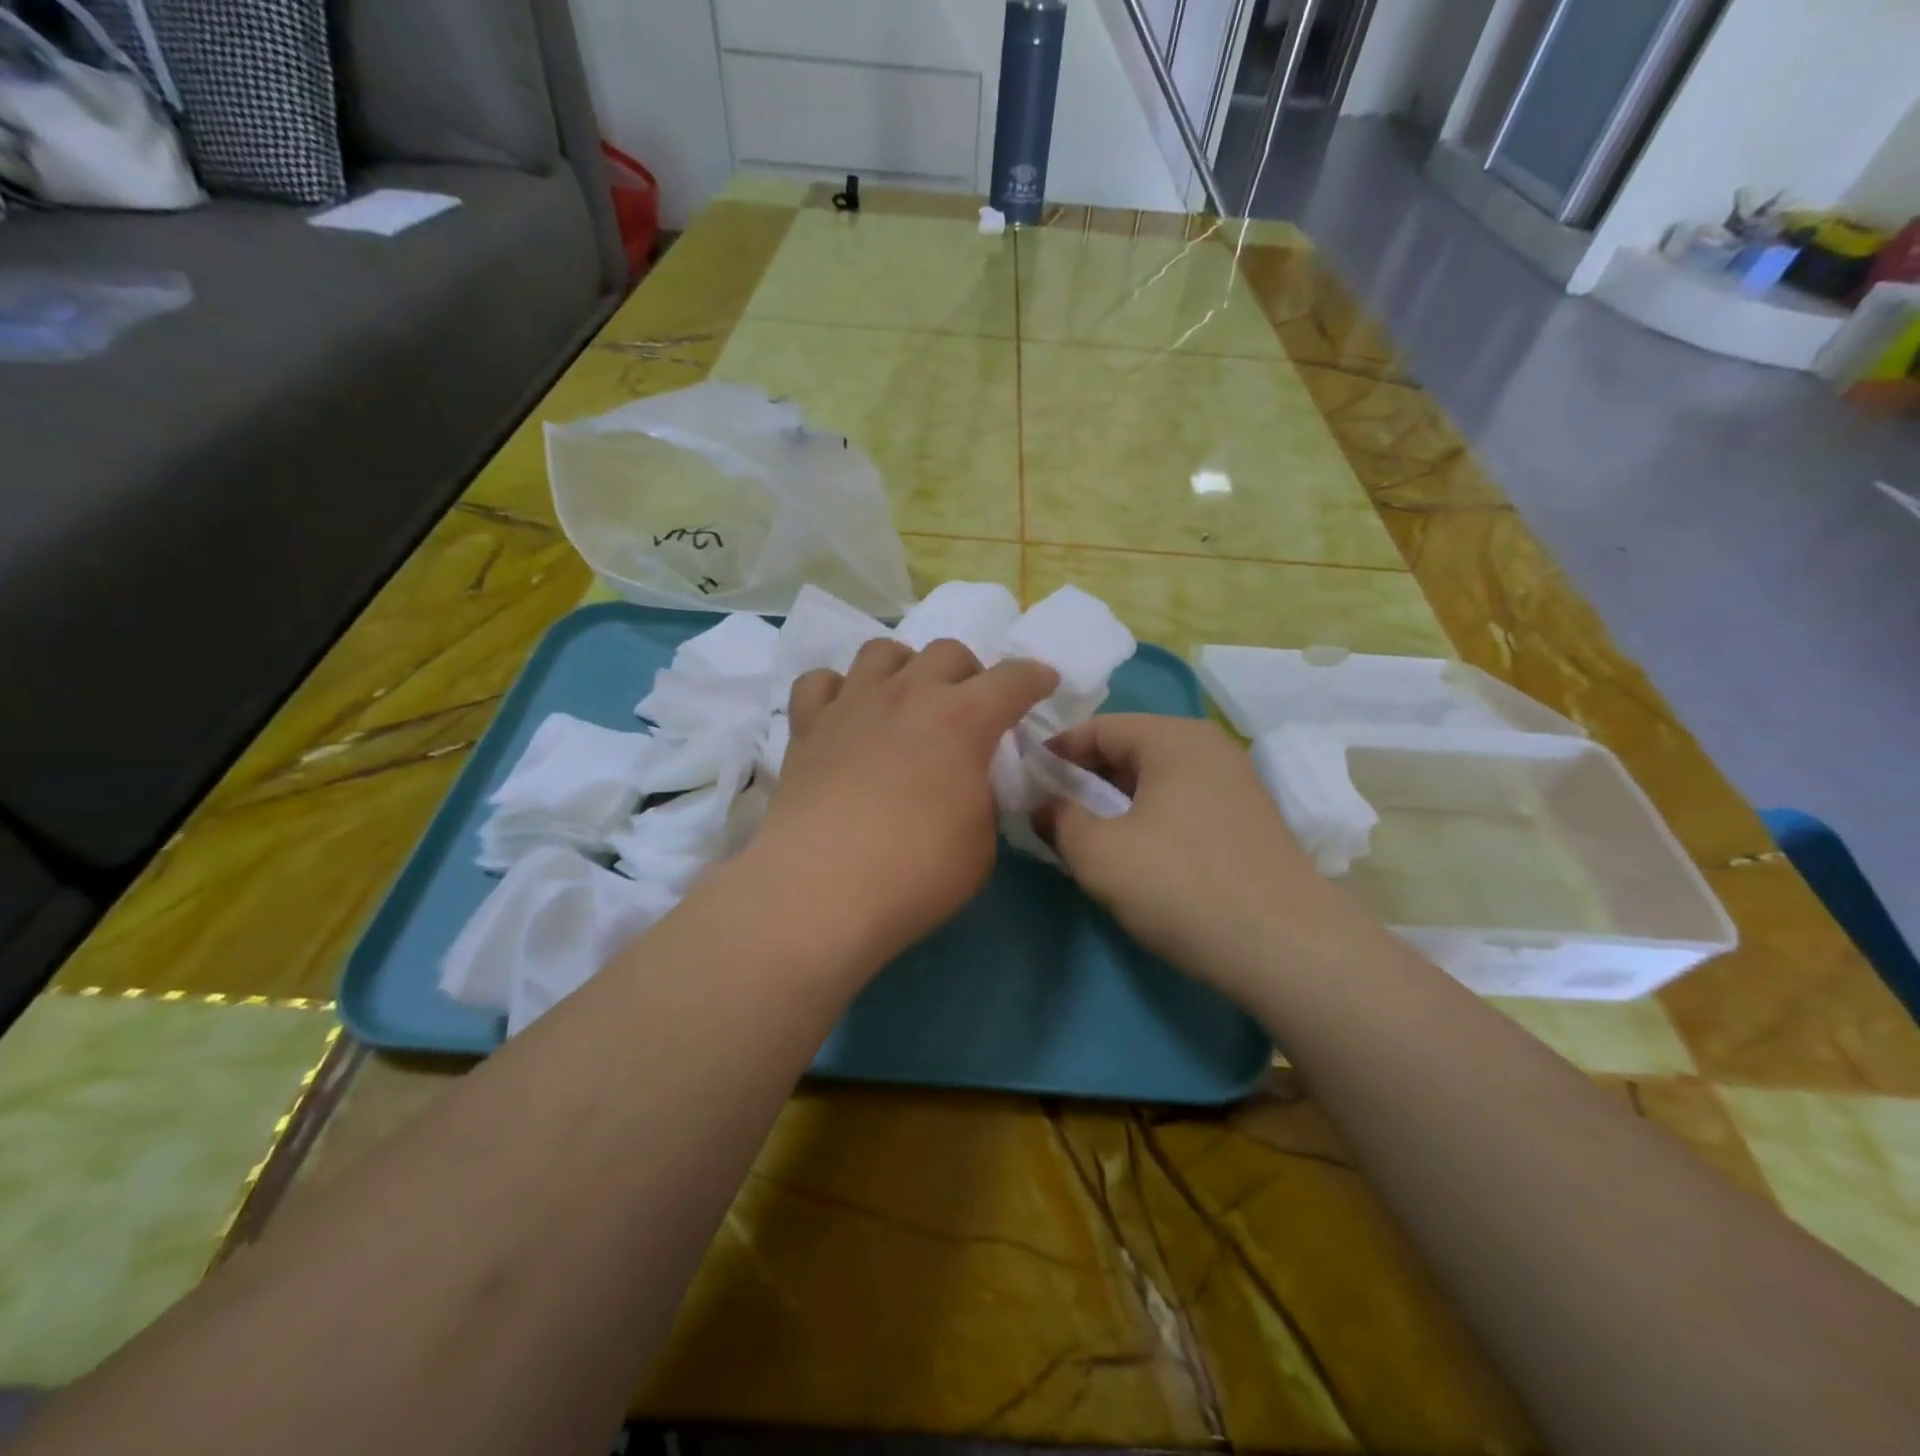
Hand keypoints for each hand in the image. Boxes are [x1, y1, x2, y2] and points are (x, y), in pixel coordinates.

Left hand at [753, 639, 1057, 968]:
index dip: (1034, 678)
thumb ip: (982, 799)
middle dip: (969, 673)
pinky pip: (821, 682)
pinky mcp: (807, 725)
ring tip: (906, 701)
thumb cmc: (916, 871)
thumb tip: (967, 783)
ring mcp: (853, 703)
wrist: (822, 889)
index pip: (1012, 679)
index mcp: (963, 719)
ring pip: (883, 651)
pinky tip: (845, 716)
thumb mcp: (981, 842)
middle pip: (948, 652)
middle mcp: (908, 694)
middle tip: (969, 709)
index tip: (1043, 682)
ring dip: (905, 668)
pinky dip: (838, 691)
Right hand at [1037, 715, 1375, 1001]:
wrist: (1289, 948)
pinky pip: (1181, 804)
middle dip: (1083, 777)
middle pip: (1128, 749)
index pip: (1097, 727)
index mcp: (1172, 738)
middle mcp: (1208, 748)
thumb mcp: (1100, 853)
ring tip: (1083, 833)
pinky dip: (1148, 817)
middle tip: (1047, 809)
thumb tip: (1043, 806)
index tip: (1023, 781)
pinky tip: (1134, 853)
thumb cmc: (1182, 885)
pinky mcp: (1248, 823)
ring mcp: (1235, 785)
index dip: (1055, 753)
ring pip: (1156, 779)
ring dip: (1114, 801)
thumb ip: (1058, 820)